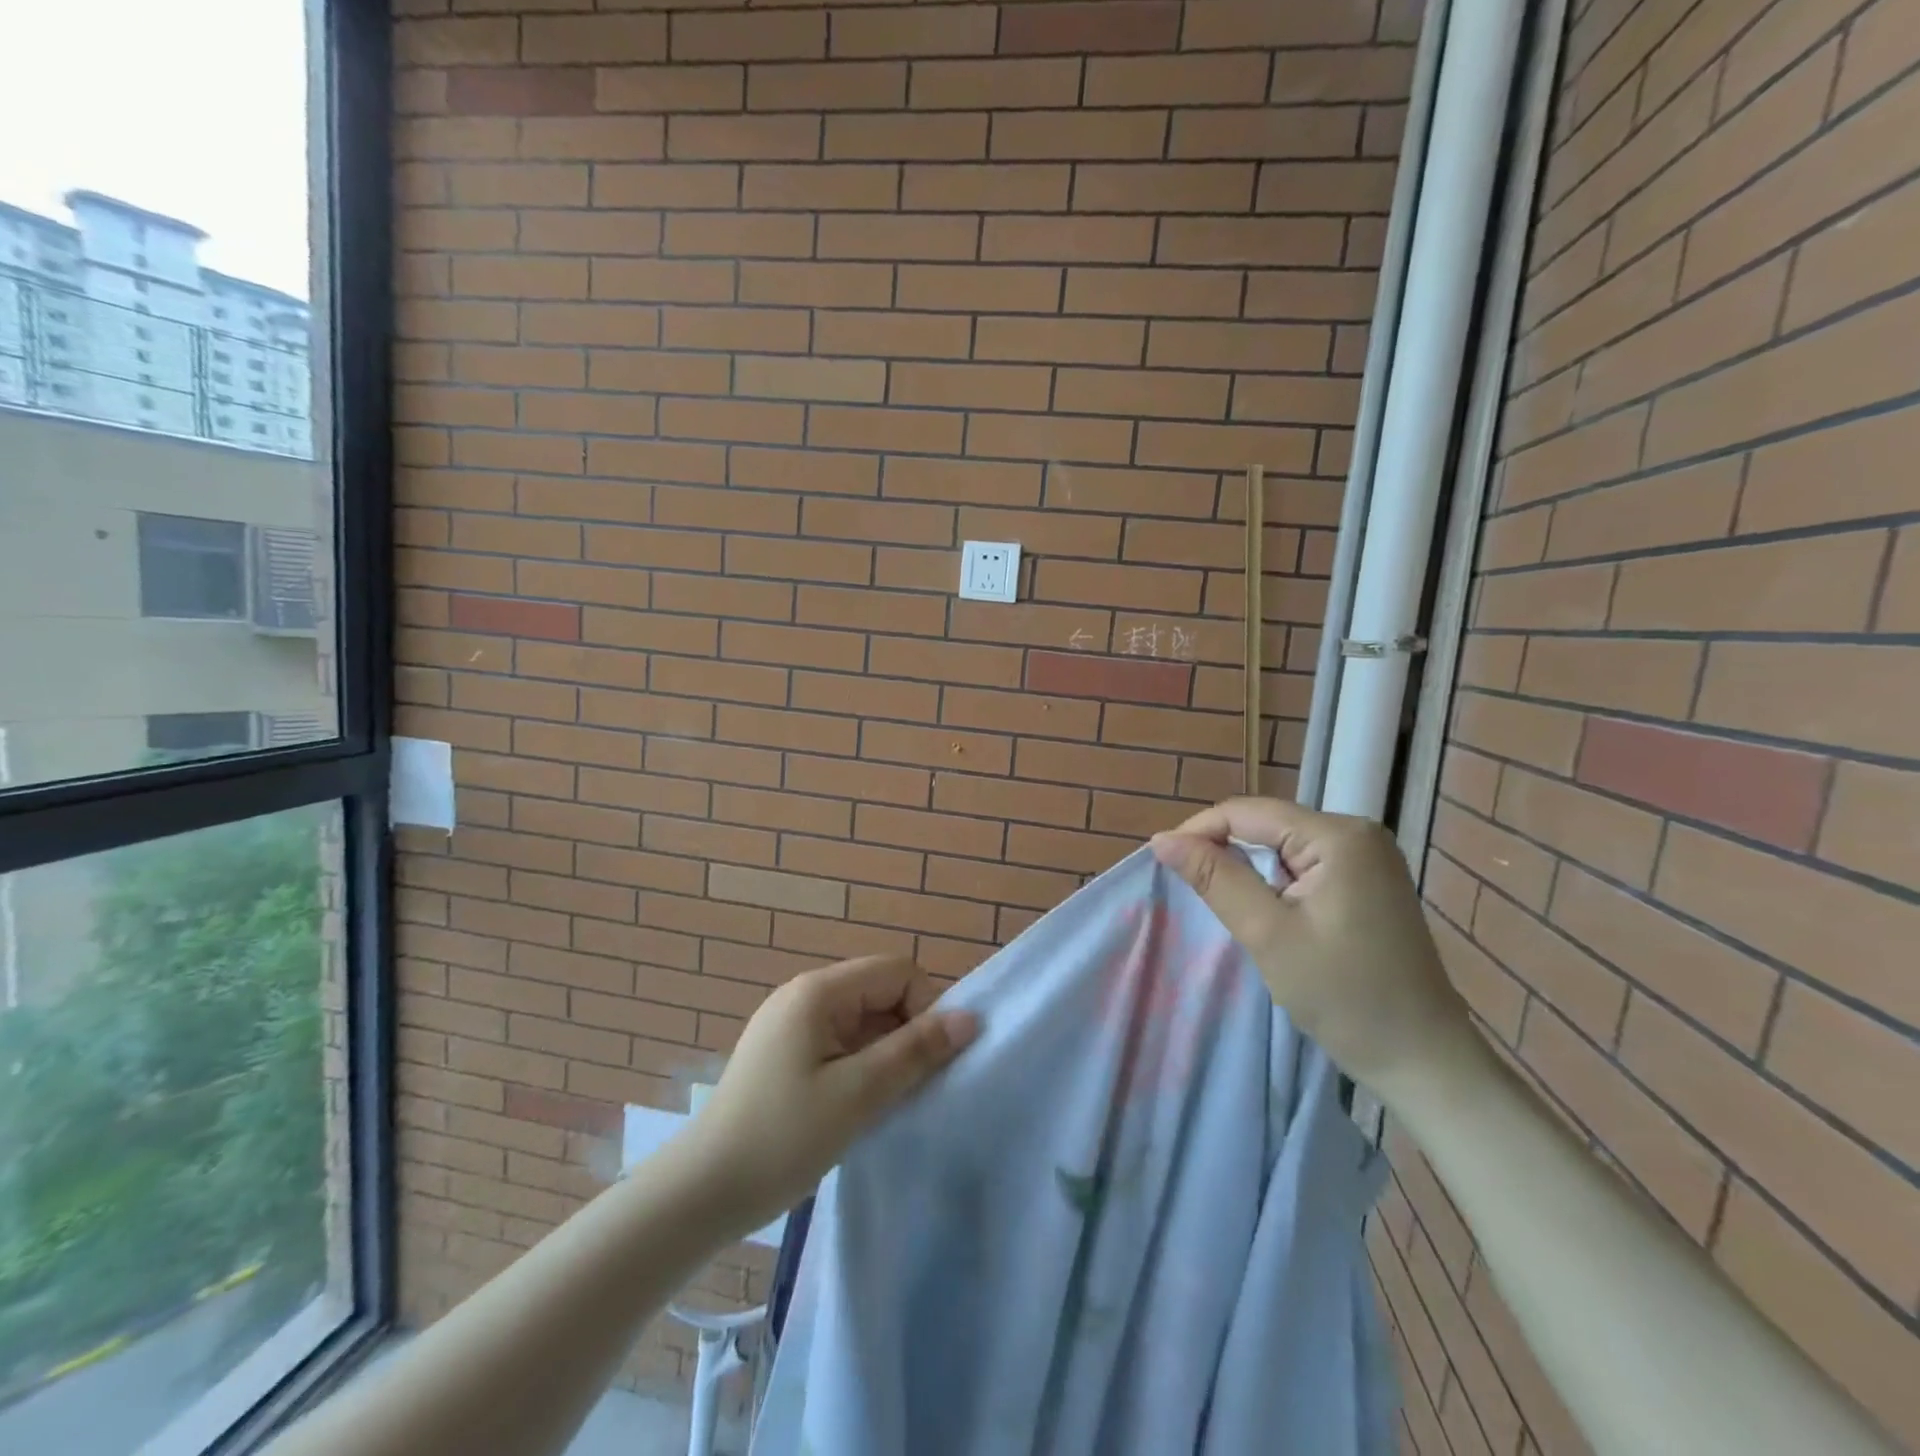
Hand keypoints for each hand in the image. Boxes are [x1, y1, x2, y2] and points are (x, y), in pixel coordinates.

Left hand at [681, 956, 977, 1231]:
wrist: (699, 1194)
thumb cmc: (782, 1138)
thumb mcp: (859, 1094)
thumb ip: (916, 1051)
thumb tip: (970, 1018)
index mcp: (819, 991)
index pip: (897, 971)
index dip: (926, 1007)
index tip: (927, 1062)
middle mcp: (804, 995)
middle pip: (880, 992)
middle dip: (907, 1033)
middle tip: (911, 1088)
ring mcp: (791, 1024)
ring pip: (863, 1021)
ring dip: (886, 1054)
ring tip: (887, 1102)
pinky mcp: (784, 1053)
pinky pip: (841, 1043)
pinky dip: (862, 1066)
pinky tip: (860, 1107)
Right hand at [1151, 797, 1477, 1100]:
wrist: (1422, 1059)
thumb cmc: (1344, 996)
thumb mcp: (1267, 934)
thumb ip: (1215, 878)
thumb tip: (1162, 840)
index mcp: (1338, 836)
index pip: (1248, 812)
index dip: (1199, 831)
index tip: (1162, 862)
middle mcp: (1357, 832)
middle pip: (1267, 824)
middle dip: (1224, 851)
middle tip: (1190, 890)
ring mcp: (1368, 857)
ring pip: (1282, 846)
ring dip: (1248, 869)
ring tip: (1225, 904)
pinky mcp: (1368, 881)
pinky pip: (1304, 865)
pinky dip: (1274, 883)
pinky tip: (1266, 912)